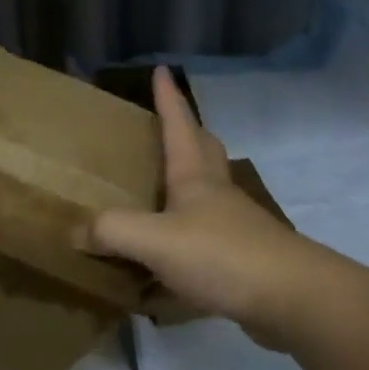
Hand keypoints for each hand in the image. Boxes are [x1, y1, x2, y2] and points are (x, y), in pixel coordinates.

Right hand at [82, 67, 307, 346]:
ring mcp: (234, 226)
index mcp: (195, 178)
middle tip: (165, 124)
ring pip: (208, 192)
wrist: (293, 299)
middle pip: (204, 150)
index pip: (180, 125)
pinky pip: (207, 235)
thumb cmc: (222, 255)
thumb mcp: (155, 240)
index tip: (162, 70)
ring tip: (158, 186)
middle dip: (186, 131)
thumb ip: (112, 231)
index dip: (169, 98)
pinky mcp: (242, 259)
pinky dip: (186, 232)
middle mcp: (216, 194)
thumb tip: (75, 229)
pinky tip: (169, 252)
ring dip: (187, 181)